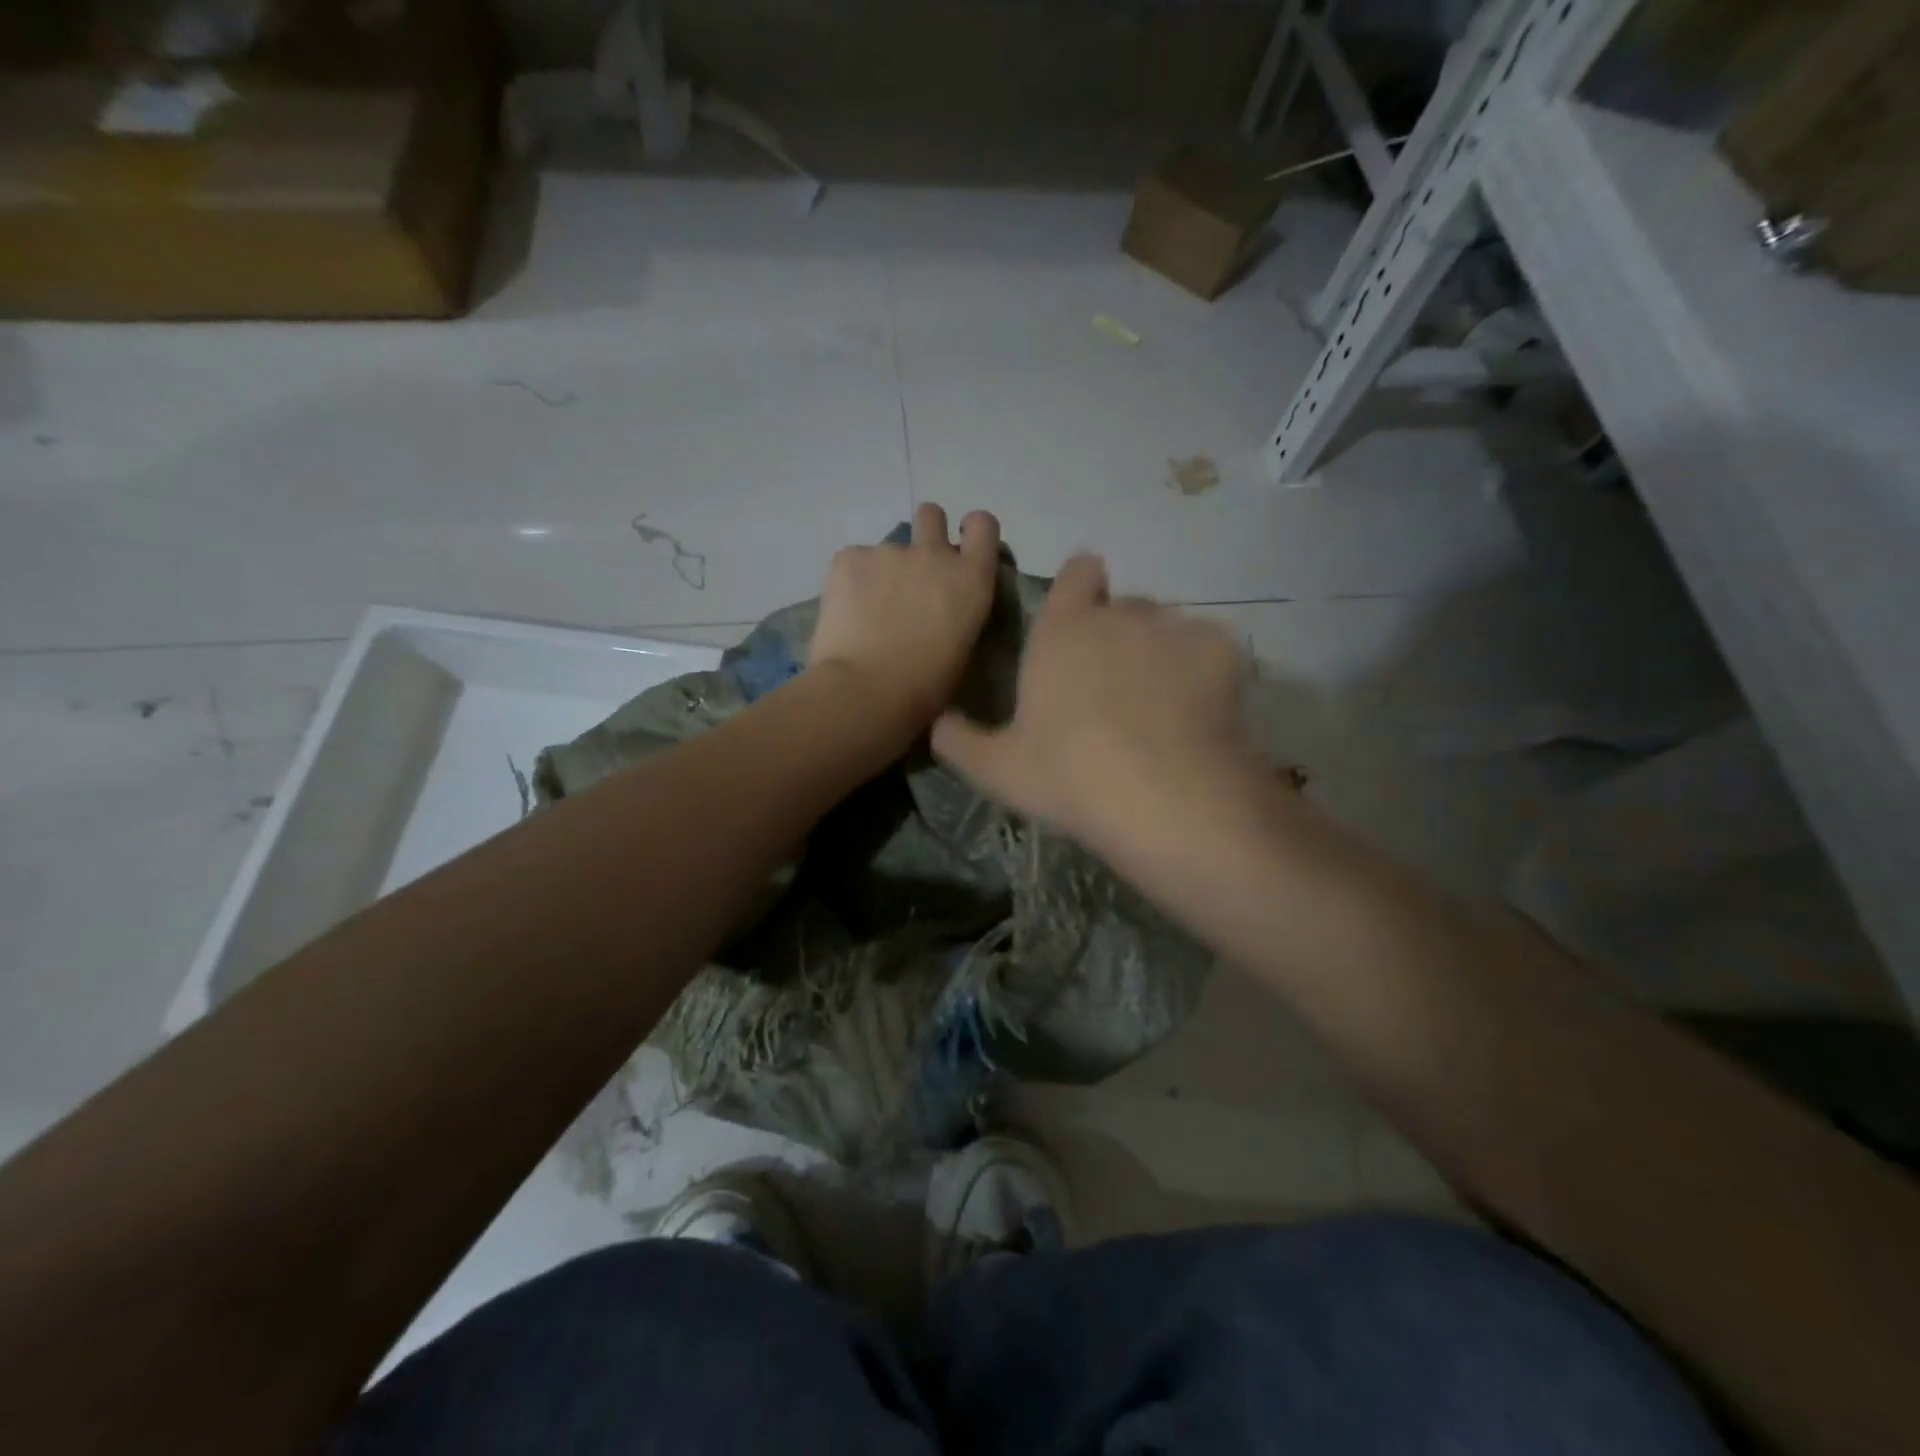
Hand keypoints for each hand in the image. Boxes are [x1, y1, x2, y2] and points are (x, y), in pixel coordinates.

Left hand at [809, 503, 1001, 741]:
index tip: (960, 551)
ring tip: (869, 612)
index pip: (983, 524)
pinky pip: (852, 561)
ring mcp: (889, 551)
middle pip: (931, 515)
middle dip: (924, 535)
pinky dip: (850, 582)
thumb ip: (958, 612)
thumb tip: (943, 608)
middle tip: (911, 575)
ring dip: (883, 571)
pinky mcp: (848, 558)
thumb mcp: (962, 648)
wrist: (866, 692)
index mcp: (971, 579)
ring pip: (886, 548)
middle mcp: (934, 554)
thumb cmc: (925, 688)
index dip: (971, 532)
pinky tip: (846, 615)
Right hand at [931, 554, 1252, 847]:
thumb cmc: (1068, 775)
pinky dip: (1204, 671)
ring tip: (1162, 704)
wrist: (1160, 796)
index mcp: (1062, 631)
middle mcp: (1118, 615)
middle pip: (1123, 605)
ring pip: (1167, 626)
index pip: (1077, 574)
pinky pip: (1209, 648)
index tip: (1082, 618)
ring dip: (1160, 652)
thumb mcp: (997, 768)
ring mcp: (1173, 628)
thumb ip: (959, 740)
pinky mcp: (1220, 650)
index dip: (1081, 588)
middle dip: (1119, 633)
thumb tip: (935, 724)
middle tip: (1116, 687)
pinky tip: (1197, 713)